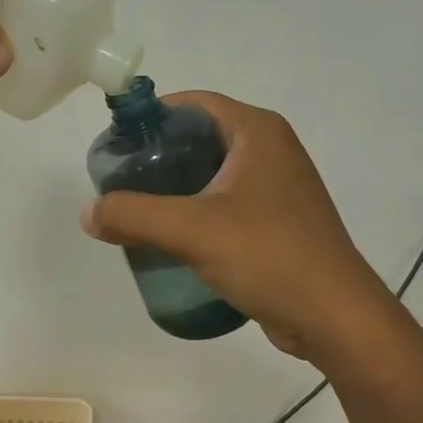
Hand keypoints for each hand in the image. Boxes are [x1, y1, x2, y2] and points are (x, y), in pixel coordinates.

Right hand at [80, 92, 391, 359]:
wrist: (335, 319)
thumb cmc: (269, 256)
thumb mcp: (192, 230)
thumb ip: (133, 215)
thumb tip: (87, 211)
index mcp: (257, 132)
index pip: (193, 104)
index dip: (151, 117)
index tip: (116, 145)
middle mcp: (271, 150)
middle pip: (199, 139)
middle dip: (157, 158)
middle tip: (120, 183)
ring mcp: (278, 188)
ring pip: (211, 175)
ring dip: (174, 190)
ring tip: (137, 213)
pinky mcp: (277, 222)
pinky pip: (225, 205)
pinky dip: (195, 214)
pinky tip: (171, 240)